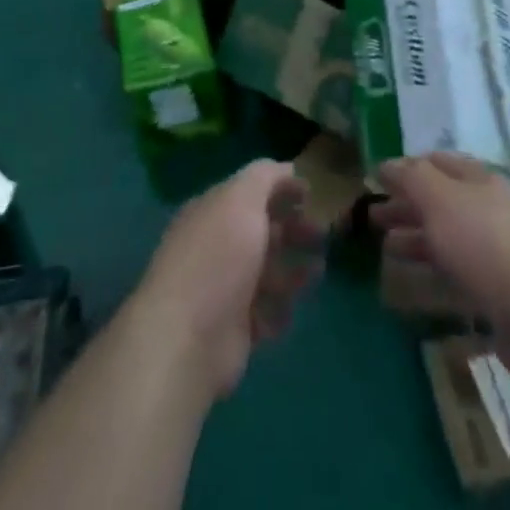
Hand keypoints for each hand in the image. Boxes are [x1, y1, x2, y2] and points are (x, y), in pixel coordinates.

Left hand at [127, 159, 325, 399]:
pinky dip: (279, 308)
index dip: (281, 189)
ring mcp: (223, 288)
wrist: (188, 340)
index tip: (312, 194)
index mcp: (213, 211)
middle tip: (321, 233)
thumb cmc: (218, 258)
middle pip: (260, 231)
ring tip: (318, 270)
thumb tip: (287, 169)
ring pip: (265, 272)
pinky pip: (264, 312)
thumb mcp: (242, 199)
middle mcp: (216, 245)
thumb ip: (265, 177)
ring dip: (292, 269)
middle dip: (292, 229)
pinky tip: (292, 308)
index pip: (250, 192)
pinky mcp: (232, 329)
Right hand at [371, 153, 509, 374]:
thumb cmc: (483, 243)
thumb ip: (411, 179)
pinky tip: (414, 274)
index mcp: (477, 179)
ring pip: (445, 233)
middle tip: (373, 216)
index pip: (435, 162)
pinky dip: (431, 264)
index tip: (377, 179)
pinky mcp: (495, 285)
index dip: (406, 168)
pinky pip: (455, 266)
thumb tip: (386, 164)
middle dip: (406, 204)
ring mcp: (492, 247)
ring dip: (414, 235)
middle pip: (438, 198)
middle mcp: (485, 207)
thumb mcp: (440, 199)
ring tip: (385, 245)